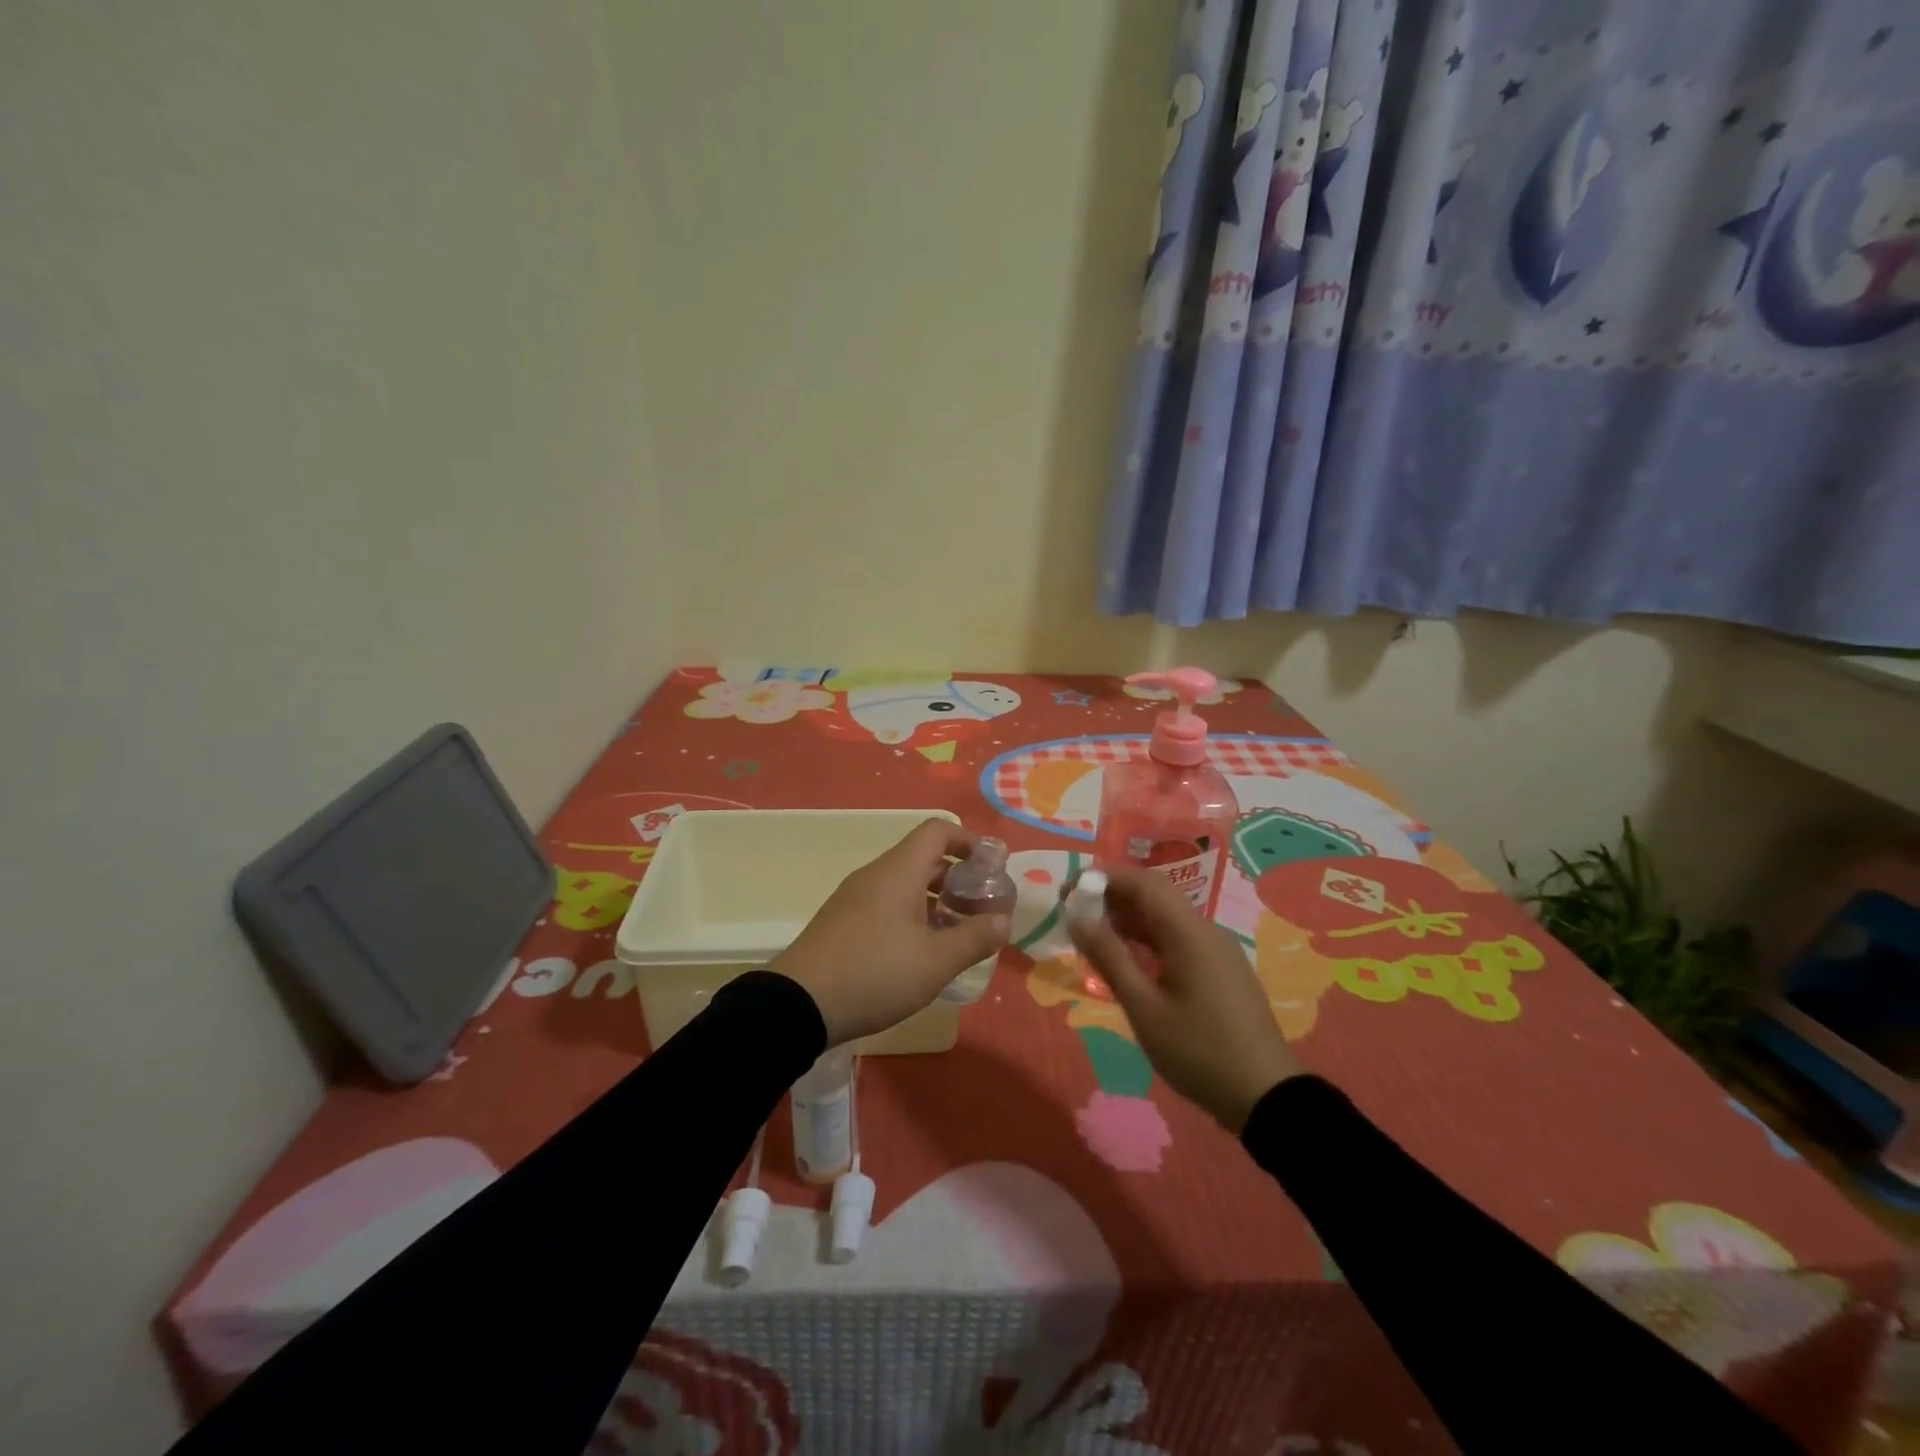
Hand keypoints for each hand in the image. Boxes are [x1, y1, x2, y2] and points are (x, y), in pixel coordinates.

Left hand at [770, 819, 1009, 1046]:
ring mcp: (854, 898)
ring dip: (936, 901)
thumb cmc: (875, 973)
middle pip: (923, 858)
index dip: (969, 841)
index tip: (991, 868)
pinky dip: (912, 915)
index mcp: (899, 871)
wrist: (798, 1004)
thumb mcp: (936, 962)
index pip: (938, 831)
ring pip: (905, 884)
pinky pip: (886, 904)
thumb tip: (1003, 920)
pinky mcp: (842, 922)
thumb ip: (974, 938)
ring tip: (957, 935)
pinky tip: (921, 953)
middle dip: (958, 878)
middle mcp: (876, 875)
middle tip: (981, 909)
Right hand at [1068, 867, 1300, 1132]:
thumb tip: (1077, 919)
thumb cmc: (1199, 1052)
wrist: (1267, 1097)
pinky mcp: (1221, 969)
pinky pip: (1178, 938)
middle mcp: (1206, 930)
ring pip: (1166, 917)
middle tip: (1073, 913)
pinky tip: (1126, 957)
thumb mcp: (1144, 1009)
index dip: (1102, 878)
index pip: (1142, 882)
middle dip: (1112, 896)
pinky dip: (1148, 938)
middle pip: (1155, 895)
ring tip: (1091, 934)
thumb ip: (1110, 958)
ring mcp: (1217, 949)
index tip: (1067, 892)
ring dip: (1128, 918)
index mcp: (1189, 932)